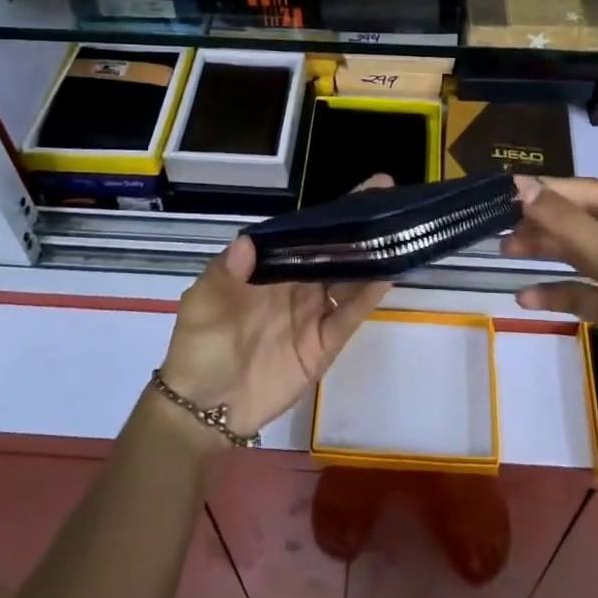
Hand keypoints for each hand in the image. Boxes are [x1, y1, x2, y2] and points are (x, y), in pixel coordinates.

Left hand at [159, 177, 393, 443]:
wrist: (203, 408)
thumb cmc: (199, 346)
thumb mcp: (203, 302)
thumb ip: (226, 271)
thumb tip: (248, 240)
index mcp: (272, 268)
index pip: (308, 233)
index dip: (333, 213)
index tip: (364, 189)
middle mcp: (298, 285)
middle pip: (335, 251)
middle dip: (361, 227)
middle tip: (390, 200)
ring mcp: (314, 314)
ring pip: (349, 279)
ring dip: (371, 258)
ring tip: (397, 233)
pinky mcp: (324, 345)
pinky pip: (349, 316)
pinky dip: (368, 297)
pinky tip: (386, 275)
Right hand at [504, 176, 597, 460]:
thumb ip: (573, 227)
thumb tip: (525, 188)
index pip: (595, 194)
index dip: (551, 191)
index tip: (507, 190)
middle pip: (583, 221)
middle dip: (544, 223)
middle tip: (502, 228)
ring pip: (577, 253)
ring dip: (544, 251)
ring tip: (506, 252)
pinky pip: (579, 290)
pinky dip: (554, 291)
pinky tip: (526, 299)